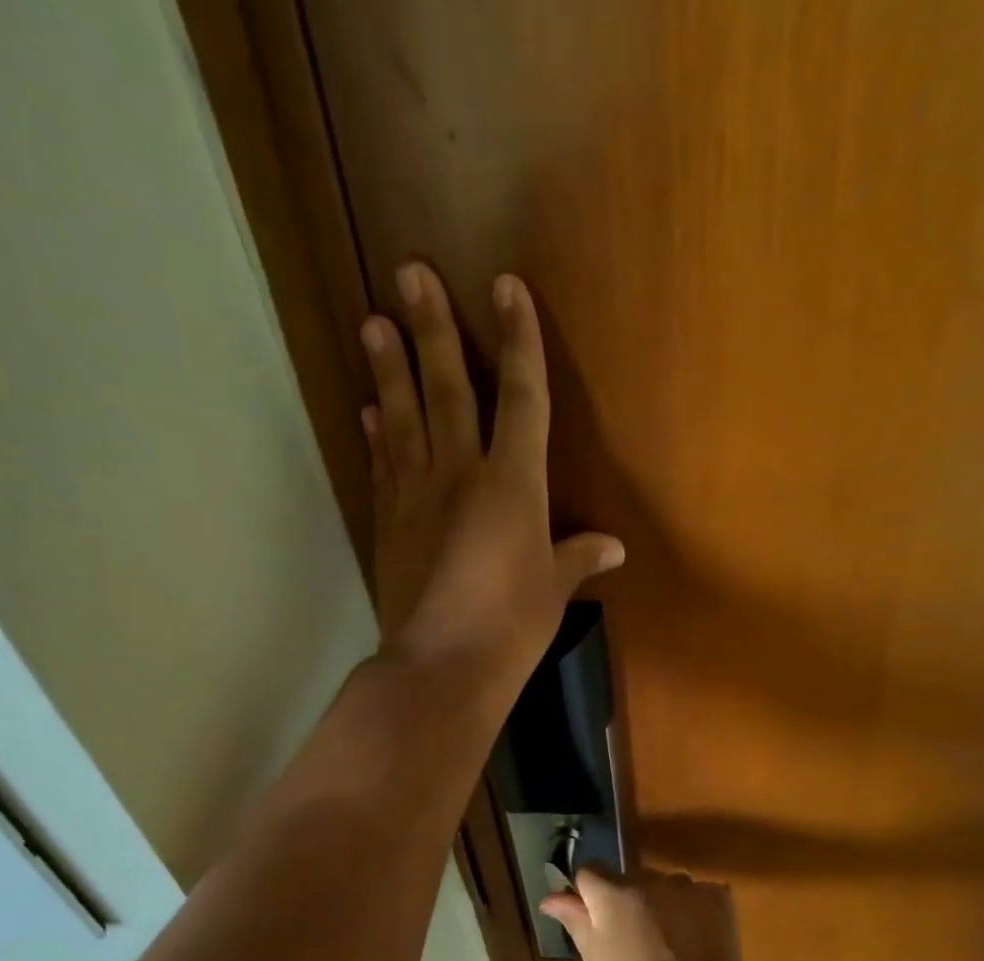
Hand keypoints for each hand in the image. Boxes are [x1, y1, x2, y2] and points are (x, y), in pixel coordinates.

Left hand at [363, 262, 623, 694]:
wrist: (443, 665)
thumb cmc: (512, 626)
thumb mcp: (554, 591)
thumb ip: (576, 558)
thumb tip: (612, 548)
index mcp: (513, 484)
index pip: (521, 397)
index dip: (517, 340)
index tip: (505, 286)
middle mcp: (460, 475)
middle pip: (448, 389)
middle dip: (432, 328)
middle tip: (408, 272)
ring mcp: (417, 497)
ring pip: (404, 419)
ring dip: (389, 369)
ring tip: (373, 323)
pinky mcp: (389, 525)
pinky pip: (384, 468)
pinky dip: (378, 436)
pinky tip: (371, 410)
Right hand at [541, 867, 746, 960]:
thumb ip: (575, 920)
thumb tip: (551, 897)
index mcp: (612, 893)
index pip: (589, 872)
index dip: (588, 893)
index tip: (594, 919)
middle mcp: (649, 878)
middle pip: (630, 879)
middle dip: (627, 900)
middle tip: (633, 939)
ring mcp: (687, 885)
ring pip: (664, 886)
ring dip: (661, 903)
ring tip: (670, 943)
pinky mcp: (719, 897)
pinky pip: (697, 895)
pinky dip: (693, 911)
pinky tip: (696, 942)